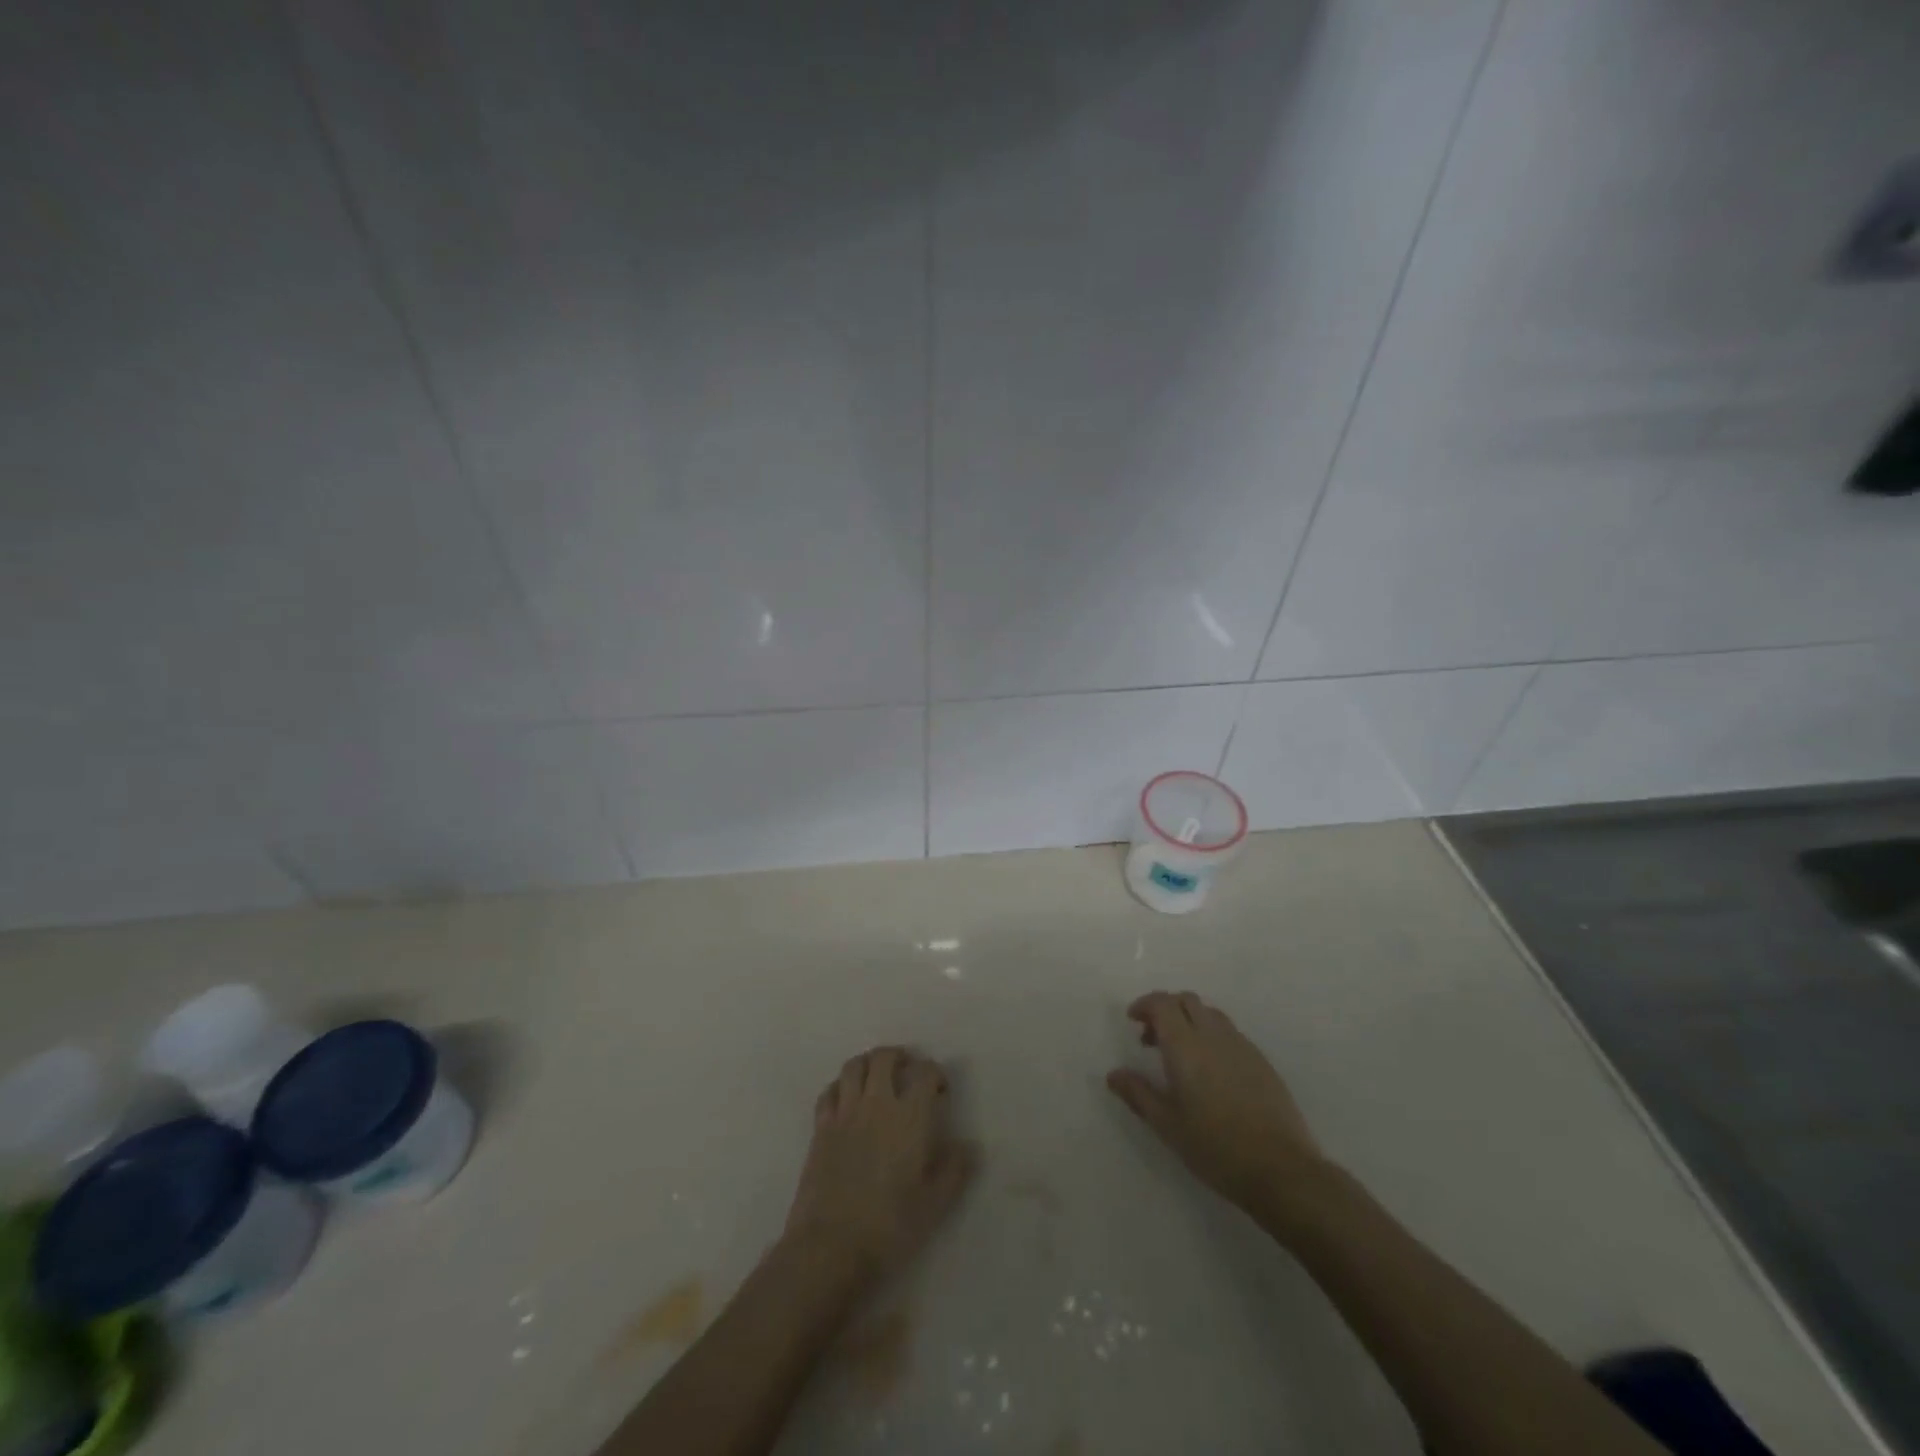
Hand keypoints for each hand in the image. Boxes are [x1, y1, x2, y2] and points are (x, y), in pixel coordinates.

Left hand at [783, 1047, 973, 1279]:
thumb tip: (968, 1145)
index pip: (925, 1072)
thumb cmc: (890, 1226)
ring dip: (868, 1064)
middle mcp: (877, 1103)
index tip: (940, 1090)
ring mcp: (845, 1112)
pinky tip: (847, 1101)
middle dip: (899, 1057)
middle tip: (907, 1071)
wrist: (831, 1246)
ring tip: (876, 1077)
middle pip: (884, 1057)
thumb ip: (955, 1170)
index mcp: (910, 1117)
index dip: (935, 1073)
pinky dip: (840, 1087)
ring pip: (854, 1066)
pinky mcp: (820, 1127)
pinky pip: (829, 1092)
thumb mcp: (935, 1205)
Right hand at [1107, 991, 1329, 1210]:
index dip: (1144, 1005)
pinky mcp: (1262, 1061)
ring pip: (1210, 1014)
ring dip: (1189, 1020)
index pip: (1162, 1003)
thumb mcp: (1167, 1124)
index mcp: (1186, 1045)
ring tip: (1180, 1054)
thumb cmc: (1215, 1147)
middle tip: (1152, 1037)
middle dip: (1166, 1009)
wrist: (1281, 1169)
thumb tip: (1113, 1074)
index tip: (1132, 1020)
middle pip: (1187, 1000)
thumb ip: (1138, 1094)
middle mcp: (1214, 1035)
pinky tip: (1210, 1071)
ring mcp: (1242, 1046)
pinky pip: (1229, 1032)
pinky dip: (1211, 1036)